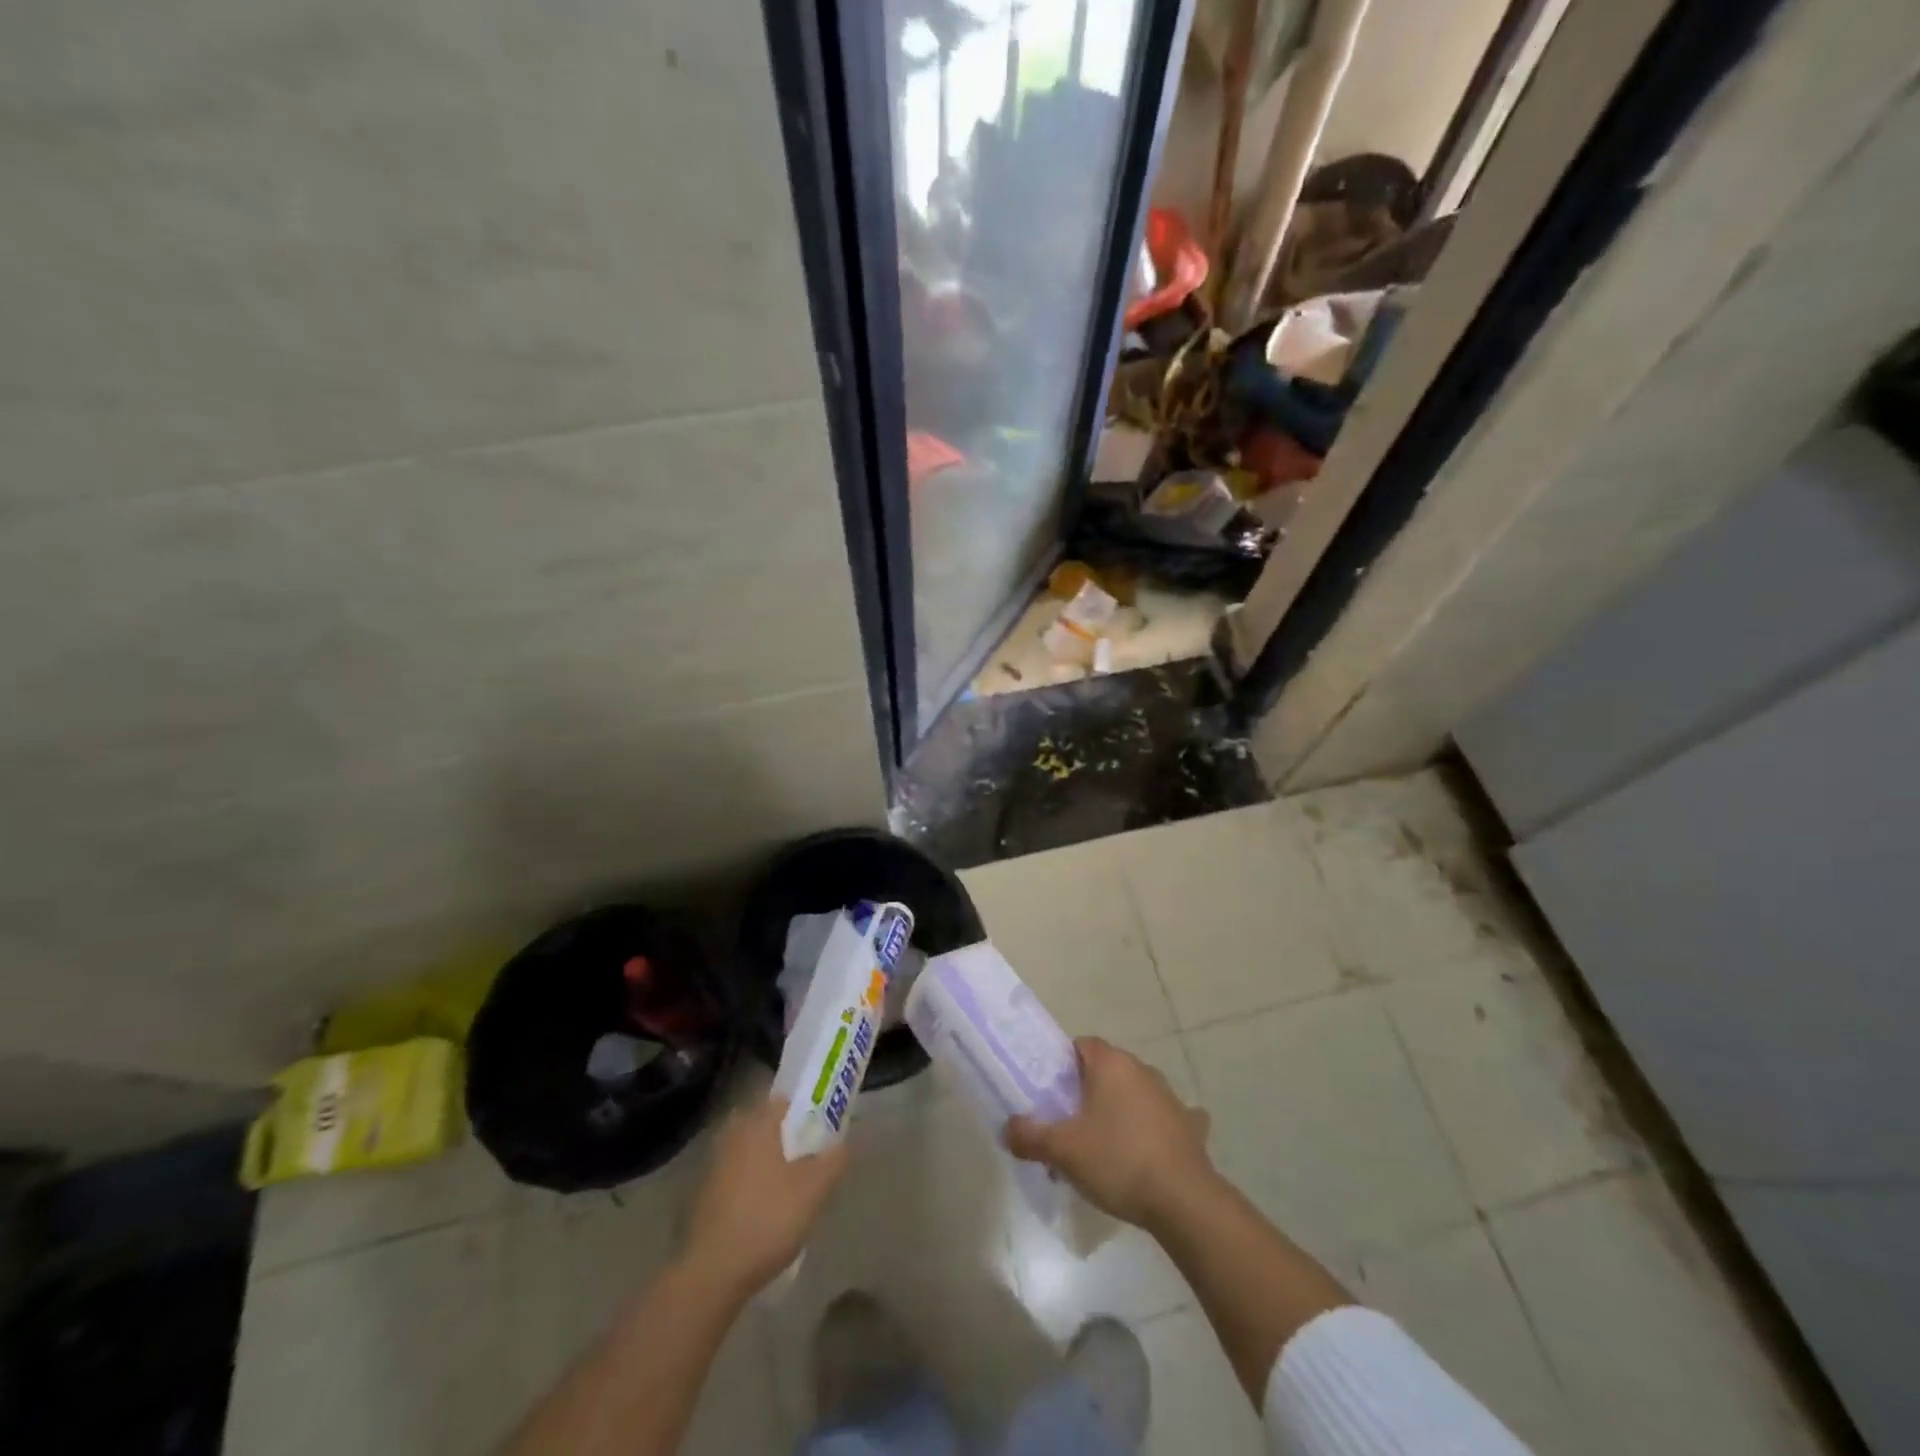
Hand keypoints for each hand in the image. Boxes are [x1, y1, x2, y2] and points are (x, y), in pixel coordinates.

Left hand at [680, 1096, 849, 1298]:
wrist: (709, 1274)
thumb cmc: (767, 1219)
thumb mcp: (814, 1190)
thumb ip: (833, 1161)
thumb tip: (841, 1144)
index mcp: (757, 1124)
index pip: (782, 1099)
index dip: (803, 1109)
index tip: (819, 1126)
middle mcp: (731, 1136)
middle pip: (763, 1126)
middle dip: (784, 1139)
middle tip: (806, 1159)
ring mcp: (711, 1167)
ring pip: (747, 1155)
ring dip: (765, 1165)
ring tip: (788, 1190)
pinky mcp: (699, 1198)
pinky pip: (732, 1181)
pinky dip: (748, 1189)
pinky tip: (762, 1214)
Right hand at [1005, 1037, 1213, 1229]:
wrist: (1183, 1201)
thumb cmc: (1117, 1161)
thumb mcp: (1063, 1150)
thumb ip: (1030, 1136)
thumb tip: (1008, 1128)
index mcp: (1111, 1063)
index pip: (1081, 1045)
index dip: (1063, 1065)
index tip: (1051, 1094)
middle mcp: (1142, 1069)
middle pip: (1107, 1070)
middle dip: (1087, 1092)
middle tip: (1069, 1125)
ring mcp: (1170, 1096)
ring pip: (1135, 1094)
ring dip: (1120, 1110)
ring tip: (1103, 1148)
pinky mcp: (1190, 1126)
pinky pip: (1165, 1119)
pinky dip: (1154, 1130)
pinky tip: (1148, 1152)